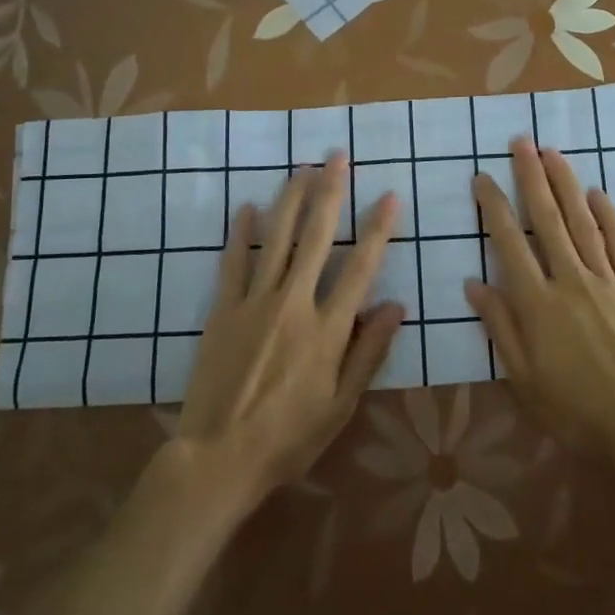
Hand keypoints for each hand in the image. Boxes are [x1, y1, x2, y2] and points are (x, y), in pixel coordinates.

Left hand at [176, 155, 402, 501]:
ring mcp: (254, 302)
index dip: (377, 229)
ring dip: (291, 199)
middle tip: (337, 156)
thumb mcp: (341, 406)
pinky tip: (246, 207)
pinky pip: (233, 262)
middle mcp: (293, 303)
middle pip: (316, 237)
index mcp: (328, 329)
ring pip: (277, 239)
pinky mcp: (223, 310)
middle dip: (330, 192)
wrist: (218, 458)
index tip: (388, 195)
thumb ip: (369, 352)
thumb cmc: (289, 438)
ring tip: (301, 167)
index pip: (361, 267)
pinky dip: (240, 233)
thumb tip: (396, 305)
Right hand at [467, 138, 614, 454]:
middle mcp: (569, 280)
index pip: (509, 243)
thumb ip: (500, 326)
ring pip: (582, 222)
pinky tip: (596, 193)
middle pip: (547, 219)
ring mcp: (606, 281)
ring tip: (552, 153)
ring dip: (566, 184)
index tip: (483, 177)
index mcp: (537, 303)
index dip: (494, 207)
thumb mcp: (523, 377)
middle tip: (521, 142)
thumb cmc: (575, 410)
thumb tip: (475, 283)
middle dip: (531, 177)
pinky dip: (608, 216)